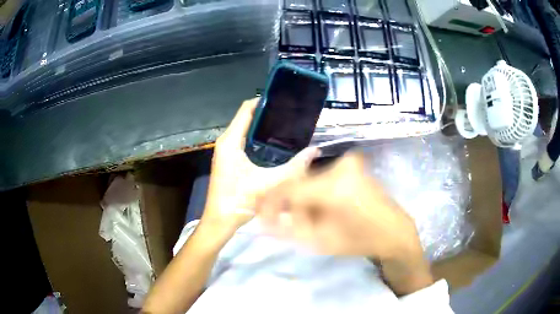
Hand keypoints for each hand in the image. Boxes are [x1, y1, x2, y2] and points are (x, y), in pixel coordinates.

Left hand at [200, 98, 319, 239]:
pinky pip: (244, 141)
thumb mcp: (270, 183)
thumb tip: (315, 151)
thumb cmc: (240, 200)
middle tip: (291, 114)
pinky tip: (275, 144)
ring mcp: (226, 151)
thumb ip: (294, 167)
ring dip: (263, 126)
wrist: (220, 220)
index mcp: (231, 141)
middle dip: (267, 113)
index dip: (263, 101)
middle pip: (247, 118)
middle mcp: (226, 141)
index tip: (283, 99)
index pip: (246, 110)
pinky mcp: (229, 159)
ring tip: (287, 125)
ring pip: (245, 129)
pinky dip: (259, 138)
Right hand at [257, 152, 422, 260]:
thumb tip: (261, 222)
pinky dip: (315, 192)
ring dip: (302, 199)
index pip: (288, 189)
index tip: (263, 217)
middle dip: (289, 204)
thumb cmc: (361, 241)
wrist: (394, 230)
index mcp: (334, 188)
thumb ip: (287, 231)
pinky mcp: (352, 163)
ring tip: (309, 219)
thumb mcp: (321, 242)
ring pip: (309, 180)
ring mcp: (348, 162)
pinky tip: (322, 208)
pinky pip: (321, 176)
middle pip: (298, 183)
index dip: (270, 203)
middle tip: (289, 222)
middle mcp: (340, 166)